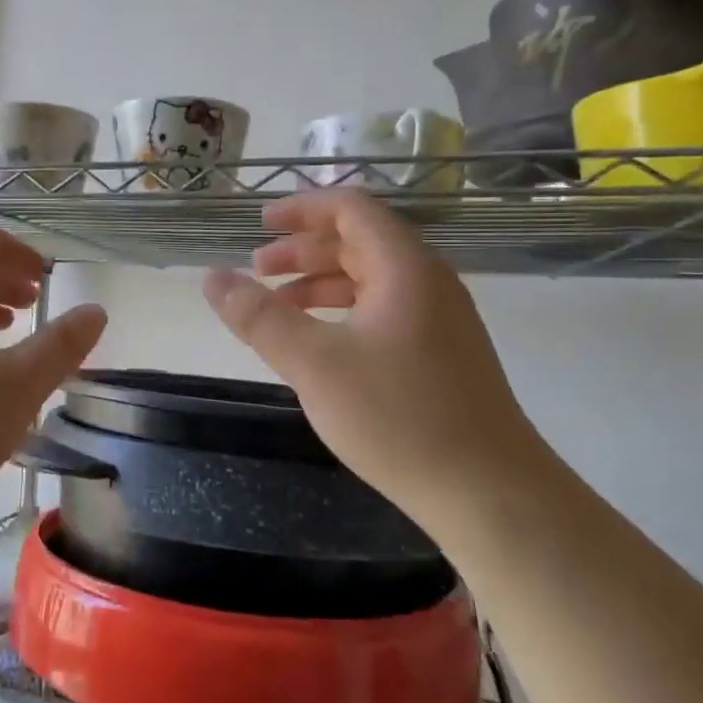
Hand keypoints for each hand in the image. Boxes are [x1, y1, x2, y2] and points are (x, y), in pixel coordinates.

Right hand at [203, 190, 543, 516]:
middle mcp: (428, 282)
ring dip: (321, 283)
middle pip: (359, 242)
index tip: (260, 223)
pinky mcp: (442, 355)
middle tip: (256, 270)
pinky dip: (343, 313)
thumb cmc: (399, 417)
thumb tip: (211, 276)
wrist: (490, 493)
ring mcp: (440, 320)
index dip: (302, 209)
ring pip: (371, 280)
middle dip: (303, 250)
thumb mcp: (314, 363)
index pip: (351, 209)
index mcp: (404, 267)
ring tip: (278, 307)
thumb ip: (259, 317)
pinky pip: (384, 312)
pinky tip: (320, 344)